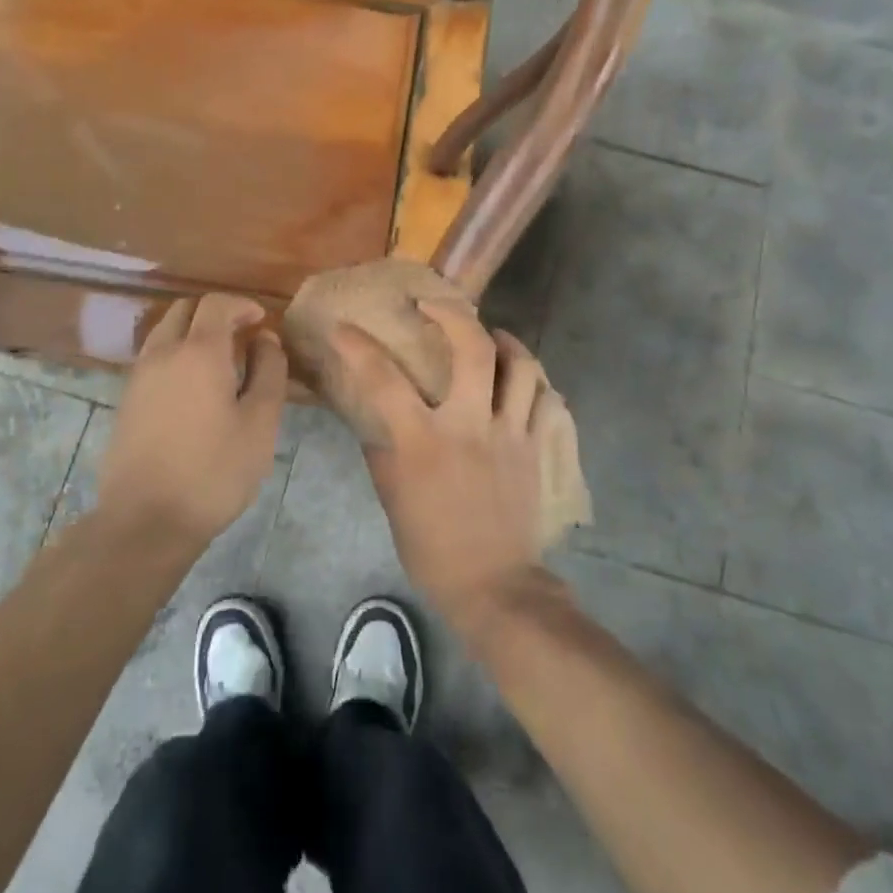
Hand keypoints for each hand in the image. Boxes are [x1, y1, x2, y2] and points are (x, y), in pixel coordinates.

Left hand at [97, 294, 287, 549]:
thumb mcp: (260, 423)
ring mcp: (138, 376)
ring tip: (218, 362)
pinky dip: (175, 354)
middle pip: (185, 310)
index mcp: (198, 351)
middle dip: (215, 313)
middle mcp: (163, 353)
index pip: (217, 303)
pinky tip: (193, 388)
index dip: (242, 305)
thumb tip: (265, 338)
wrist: (145, 520)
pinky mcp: (126, 400)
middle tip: (241, 336)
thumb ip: (269, 371)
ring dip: (192, 332)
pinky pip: (153, 357)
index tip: (260, 321)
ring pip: (165, 332)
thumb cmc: (214, 471)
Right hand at [330, 300, 552, 629]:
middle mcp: (469, 426)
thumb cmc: (432, 547)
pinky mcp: (538, 449)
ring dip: (505, 341)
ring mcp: (511, 435)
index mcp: (423, 442)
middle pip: (472, 349)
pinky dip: (534, 382)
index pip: (383, 380)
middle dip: (453, 314)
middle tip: (437, 305)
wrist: (494, 586)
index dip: (359, 347)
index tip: (345, 328)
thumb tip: (374, 417)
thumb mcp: (392, 498)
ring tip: (492, 335)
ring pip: (521, 367)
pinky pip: (546, 401)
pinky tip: (521, 380)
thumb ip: (382, 450)